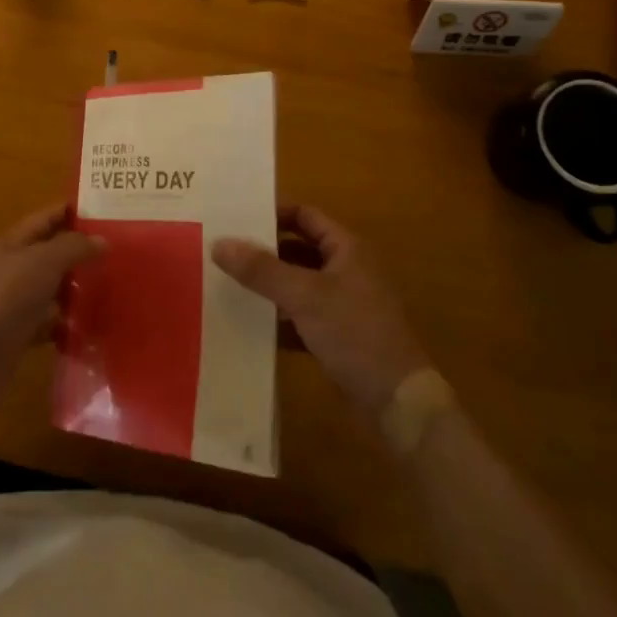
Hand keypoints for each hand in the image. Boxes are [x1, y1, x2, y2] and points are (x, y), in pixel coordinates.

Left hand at [0, 204, 102, 418]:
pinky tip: (90, 327)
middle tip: (116, 253)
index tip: (104, 212)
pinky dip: (66, 324)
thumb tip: (102, 240)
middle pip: (48, 255)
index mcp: (11, 244)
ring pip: (49, 290)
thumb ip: (74, 247)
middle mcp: (10, 270)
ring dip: (74, 289)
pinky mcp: (17, 334)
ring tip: (110, 289)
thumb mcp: (44, 261)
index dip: (71, 212)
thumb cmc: (8, 297)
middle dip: (78, 253)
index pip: (44, 219)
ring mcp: (12, 304)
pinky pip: (47, 323)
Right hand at [214, 206, 428, 414]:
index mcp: (347, 249)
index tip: (235, 219)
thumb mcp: (304, 296)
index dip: (272, 214)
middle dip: (263, 251)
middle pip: (297, 249)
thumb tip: (219, 243)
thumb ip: (261, 269)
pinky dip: (278, 317)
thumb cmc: (355, 334)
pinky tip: (248, 323)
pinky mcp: (337, 335)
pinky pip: (300, 316)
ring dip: (268, 285)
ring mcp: (343, 304)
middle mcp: (346, 270)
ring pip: (297, 284)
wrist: (398, 402)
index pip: (304, 216)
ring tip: (227, 283)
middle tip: (223, 251)